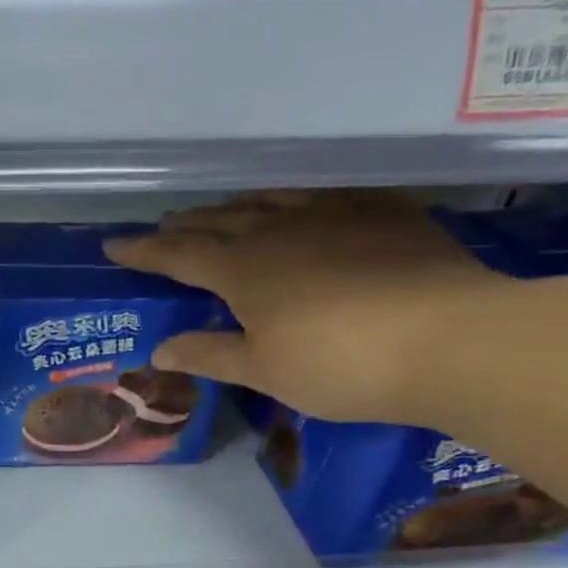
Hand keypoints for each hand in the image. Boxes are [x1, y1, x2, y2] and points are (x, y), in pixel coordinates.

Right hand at [104, 192, 511, 423]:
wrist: (453, 338)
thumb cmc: (341, 364)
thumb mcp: (264, 371)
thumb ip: (210, 354)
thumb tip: (159, 348)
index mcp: (244, 269)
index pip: (179, 254)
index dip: (144, 251)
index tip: (114, 246)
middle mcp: (281, 229)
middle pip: (221, 221)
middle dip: (186, 225)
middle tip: (164, 226)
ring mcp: (336, 214)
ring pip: (271, 200)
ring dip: (236, 208)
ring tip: (220, 212)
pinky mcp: (385, 212)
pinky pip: (325, 196)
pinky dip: (296, 201)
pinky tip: (302, 207)